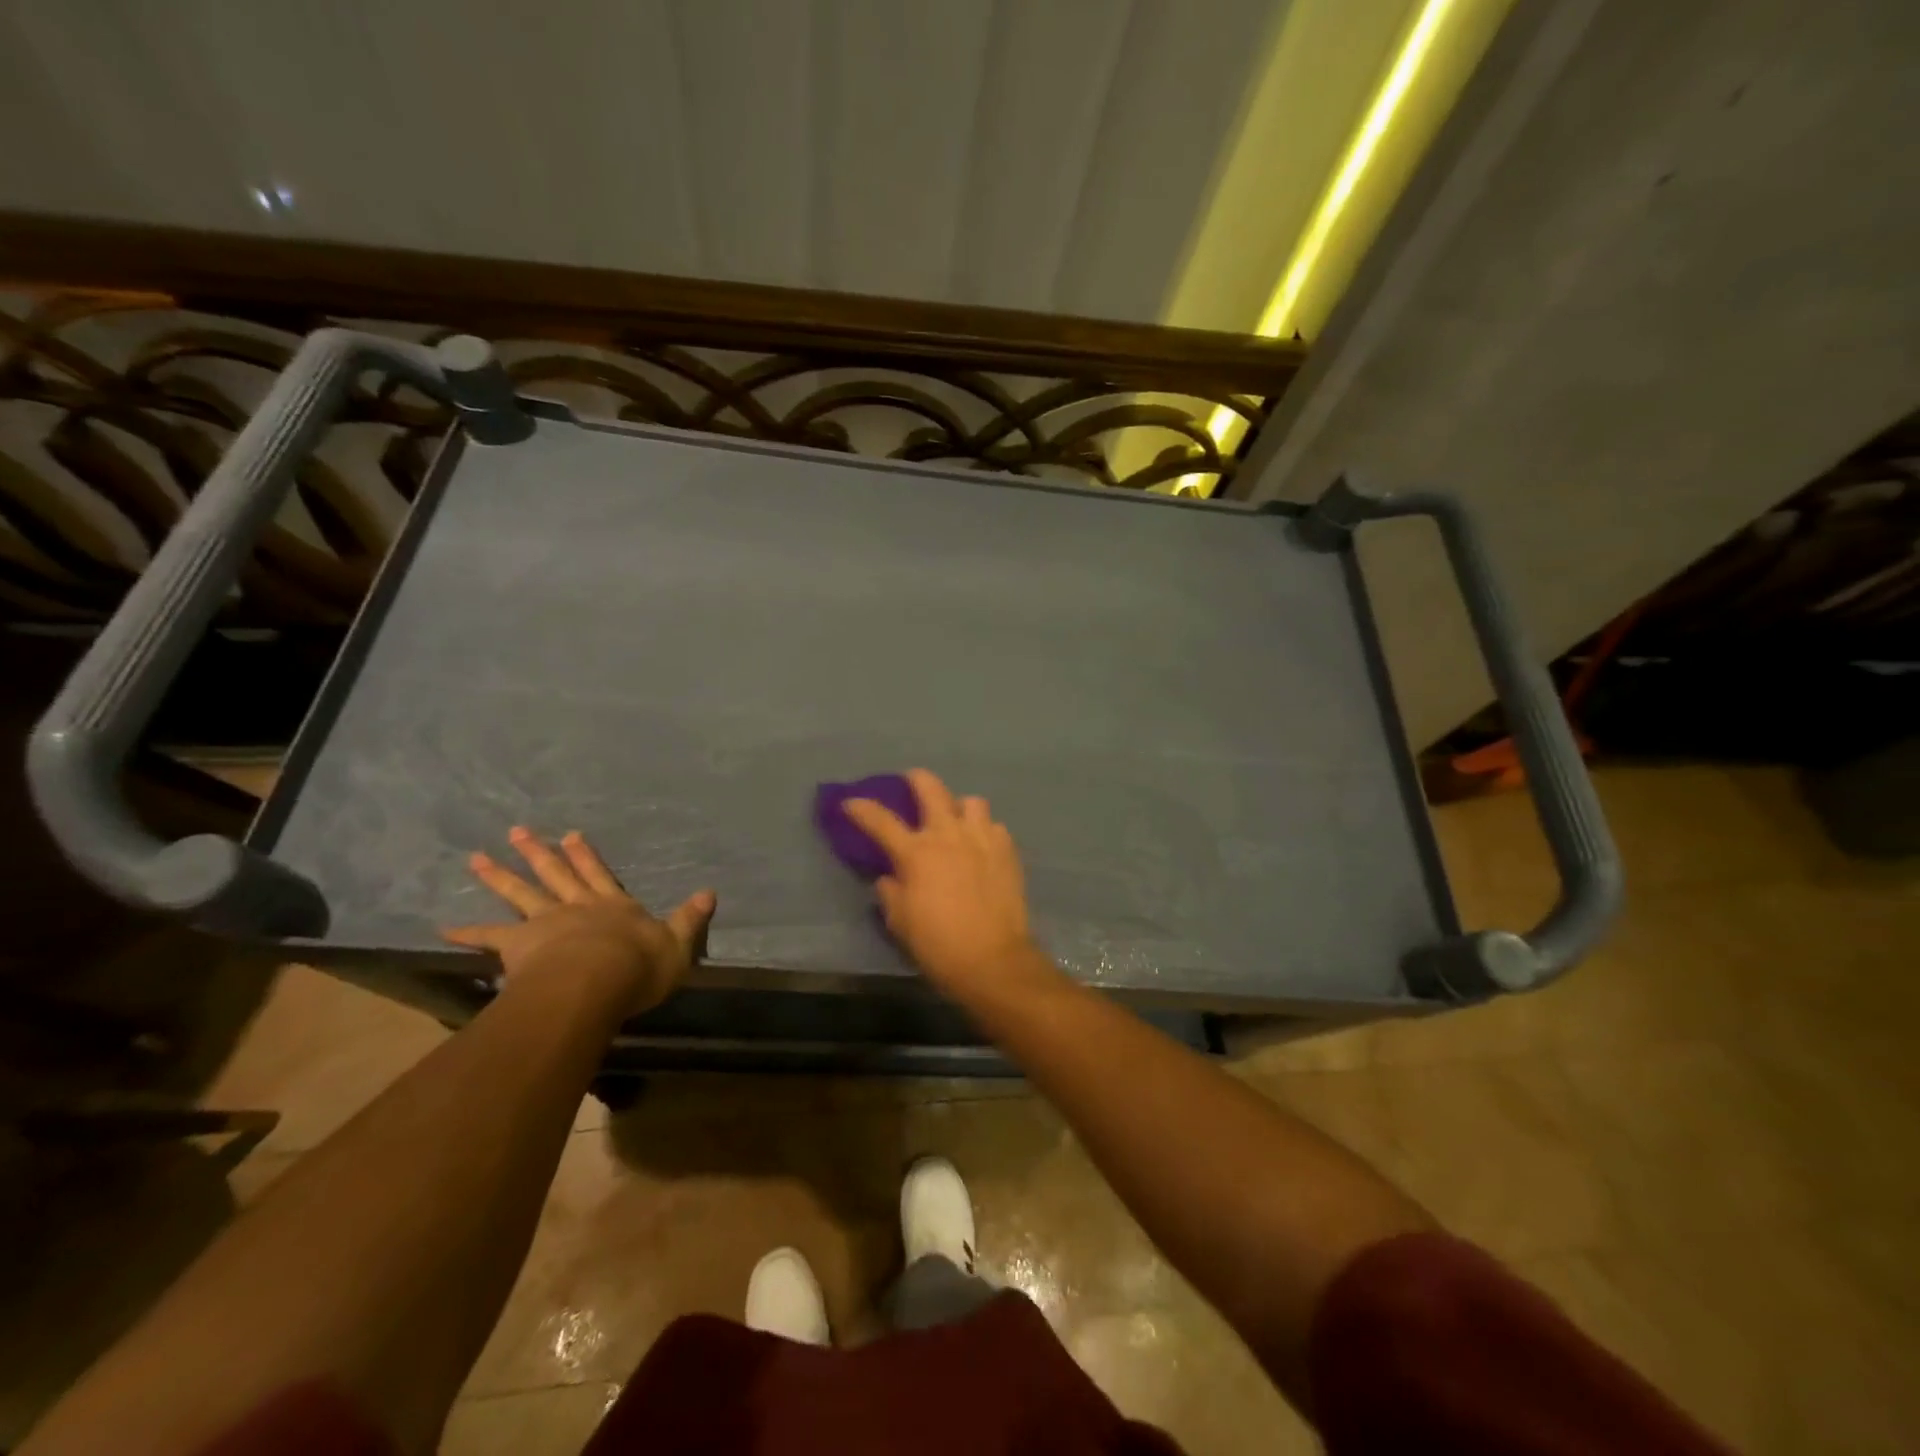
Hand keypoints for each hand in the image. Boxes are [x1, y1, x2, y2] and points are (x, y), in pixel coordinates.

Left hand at [442, 826, 714, 1017]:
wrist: (597, 983)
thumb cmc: (640, 965)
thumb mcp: (678, 942)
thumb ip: (690, 918)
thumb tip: (710, 892)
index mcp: (614, 906)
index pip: (599, 874)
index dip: (586, 855)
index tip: (571, 834)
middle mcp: (577, 907)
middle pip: (555, 875)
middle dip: (539, 853)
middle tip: (518, 831)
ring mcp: (546, 923)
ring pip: (521, 894)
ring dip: (499, 876)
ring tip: (477, 858)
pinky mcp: (520, 945)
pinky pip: (489, 937)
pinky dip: (467, 932)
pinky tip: (444, 927)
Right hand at [843, 769, 1052, 1001]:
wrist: (992, 959)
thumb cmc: (938, 944)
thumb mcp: (900, 921)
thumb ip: (890, 892)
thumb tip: (889, 877)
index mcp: (916, 853)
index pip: (881, 820)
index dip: (862, 808)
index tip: (850, 802)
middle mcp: (948, 835)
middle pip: (930, 788)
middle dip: (916, 779)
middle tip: (911, 782)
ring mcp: (981, 838)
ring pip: (971, 801)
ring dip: (959, 807)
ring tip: (956, 820)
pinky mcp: (1007, 850)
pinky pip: (994, 826)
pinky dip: (984, 831)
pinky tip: (982, 847)